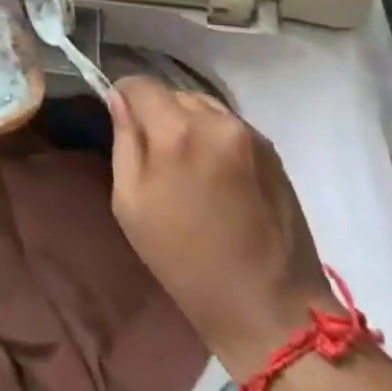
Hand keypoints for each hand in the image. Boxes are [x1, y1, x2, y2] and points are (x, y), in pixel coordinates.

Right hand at [107, 75, 338, 377]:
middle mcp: (216, 120)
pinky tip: (215, 174)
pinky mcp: (272, 149)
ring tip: (187, 163)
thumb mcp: (131, 203)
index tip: (121, 118)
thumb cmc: (185, 261)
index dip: (124, 95)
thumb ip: (124, 141)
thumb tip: (119, 100)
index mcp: (177, 132)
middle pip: (173, 93)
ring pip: (203, 105)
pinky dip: (214, 136)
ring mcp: (249, 133)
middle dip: (158, 112)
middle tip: (154, 152)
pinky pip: (229, 125)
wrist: (268, 307)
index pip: (140, 83)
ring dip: (188, 121)